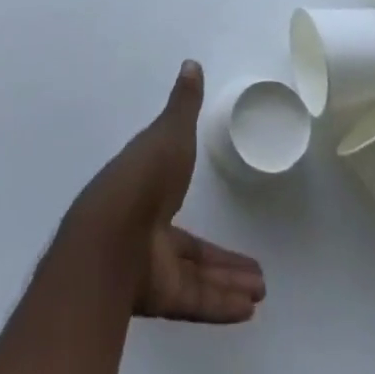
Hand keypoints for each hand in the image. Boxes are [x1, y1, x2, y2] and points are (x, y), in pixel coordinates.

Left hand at [70, 62, 267, 323]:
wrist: (113, 233)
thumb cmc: (144, 174)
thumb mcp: (170, 130)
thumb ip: (184, 104)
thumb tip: (191, 64)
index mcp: (147, 185)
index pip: (174, 192)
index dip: (194, 196)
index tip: (215, 204)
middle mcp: (148, 229)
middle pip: (191, 249)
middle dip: (222, 260)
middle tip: (257, 271)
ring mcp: (152, 266)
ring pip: (196, 277)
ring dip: (228, 282)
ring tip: (261, 291)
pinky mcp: (159, 297)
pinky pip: (196, 300)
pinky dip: (221, 304)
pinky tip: (249, 310)